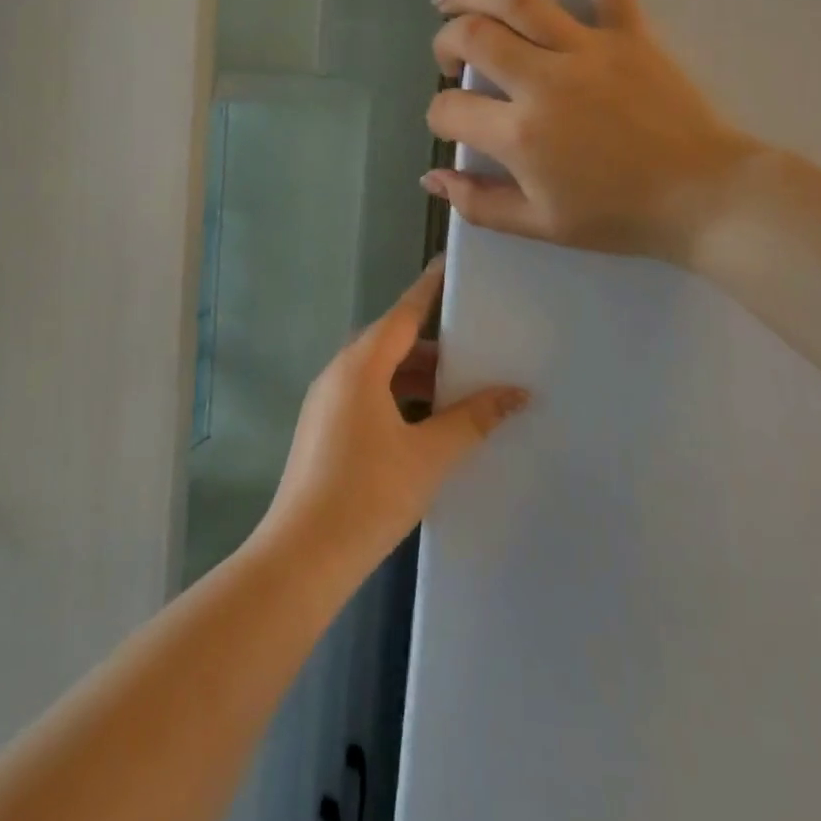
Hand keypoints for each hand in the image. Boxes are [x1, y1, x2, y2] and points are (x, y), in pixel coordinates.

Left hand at [261, 262, 529, 575]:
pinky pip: (366, 395)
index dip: (430, 289)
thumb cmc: (369, 494)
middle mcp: (339, 372)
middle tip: (476, 343)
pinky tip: (426, 423)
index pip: (403, 313)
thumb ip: (473, 418)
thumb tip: (517, 393)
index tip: (452, 264)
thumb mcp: (430, 455)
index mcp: (361, 365)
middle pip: (391, 342)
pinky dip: (398, 397)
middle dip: (433, 344)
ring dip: (415, 376)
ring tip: (459, 389)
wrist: (302, 556)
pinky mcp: (323, 427)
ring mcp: (326, 400)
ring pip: (379, 372)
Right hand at [423, 0, 763, 267]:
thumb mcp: (540, 225)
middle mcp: (543, 80)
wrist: (704, 198)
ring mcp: (587, 49)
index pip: (451, 109)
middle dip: (445, 43)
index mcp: (519, 133)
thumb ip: (478, 203)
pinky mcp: (629, 34)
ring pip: (518, 1)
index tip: (450, 123)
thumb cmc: (620, 216)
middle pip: (473, 37)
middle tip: (447, 57)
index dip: (439, 116)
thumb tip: (432, 178)